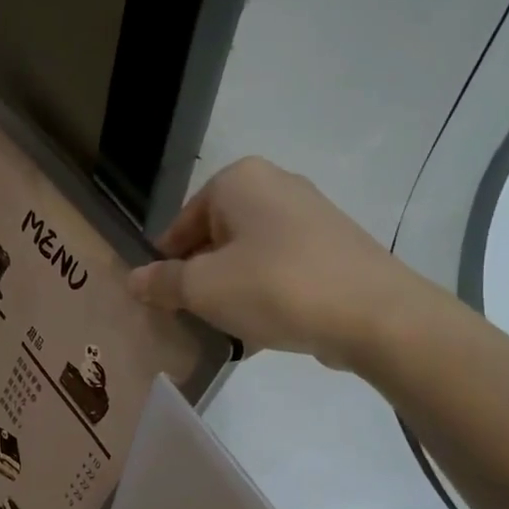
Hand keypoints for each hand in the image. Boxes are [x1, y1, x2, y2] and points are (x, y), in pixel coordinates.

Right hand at [126, 157, 429, 369]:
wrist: (375, 315)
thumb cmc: (276, 286)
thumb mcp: (204, 288)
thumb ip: (163, 282)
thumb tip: (134, 279)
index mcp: (239, 180)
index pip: (180, 223)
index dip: (165, 264)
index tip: (160, 301)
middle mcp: (275, 185)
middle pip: (215, 237)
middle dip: (199, 277)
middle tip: (189, 316)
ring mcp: (310, 215)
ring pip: (248, 255)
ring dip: (230, 289)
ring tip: (225, 326)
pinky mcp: (333, 247)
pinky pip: (280, 268)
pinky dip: (264, 293)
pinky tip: (262, 328)